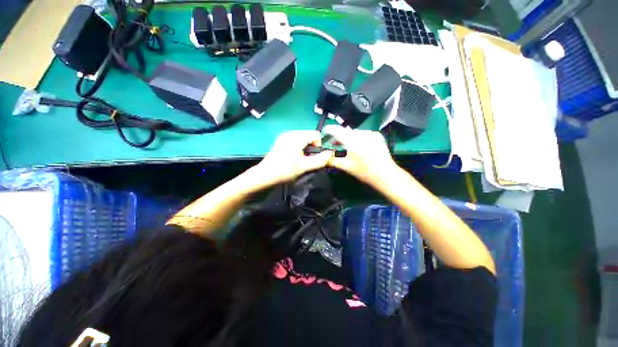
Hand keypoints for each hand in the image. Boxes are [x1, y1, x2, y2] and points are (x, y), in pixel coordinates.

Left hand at [252, 130, 332, 187]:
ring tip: (300, 159)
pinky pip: (296, 140)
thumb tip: (331, 153)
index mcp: (296, 137)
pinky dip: (299, 147)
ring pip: (303, 138)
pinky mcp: (281, 140)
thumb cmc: (284, 171)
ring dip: (305, 148)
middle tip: (307, 159)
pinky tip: (293, 157)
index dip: (319, 145)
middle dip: (312, 147)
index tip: (314, 156)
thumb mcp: (304, 167)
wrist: (265, 175)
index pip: (316, 134)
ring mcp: (284, 136)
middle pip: (309, 135)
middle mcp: (290, 133)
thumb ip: (319, 160)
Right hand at [323, 125, 397, 185]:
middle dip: (339, 137)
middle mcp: (361, 134)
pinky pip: (363, 134)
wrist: (385, 174)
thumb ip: (333, 160)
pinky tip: (359, 147)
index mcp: (352, 141)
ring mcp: (370, 133)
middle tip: (335, 145)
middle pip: (345, 132)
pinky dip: (358, 138)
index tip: (325, 132)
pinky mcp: (376, 135)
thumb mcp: (346, 167)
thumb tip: (324, 156)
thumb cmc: (364, 172)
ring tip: (348, 147)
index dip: (329, 130)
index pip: (337, 130)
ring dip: (348, 138)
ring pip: (354, 133)